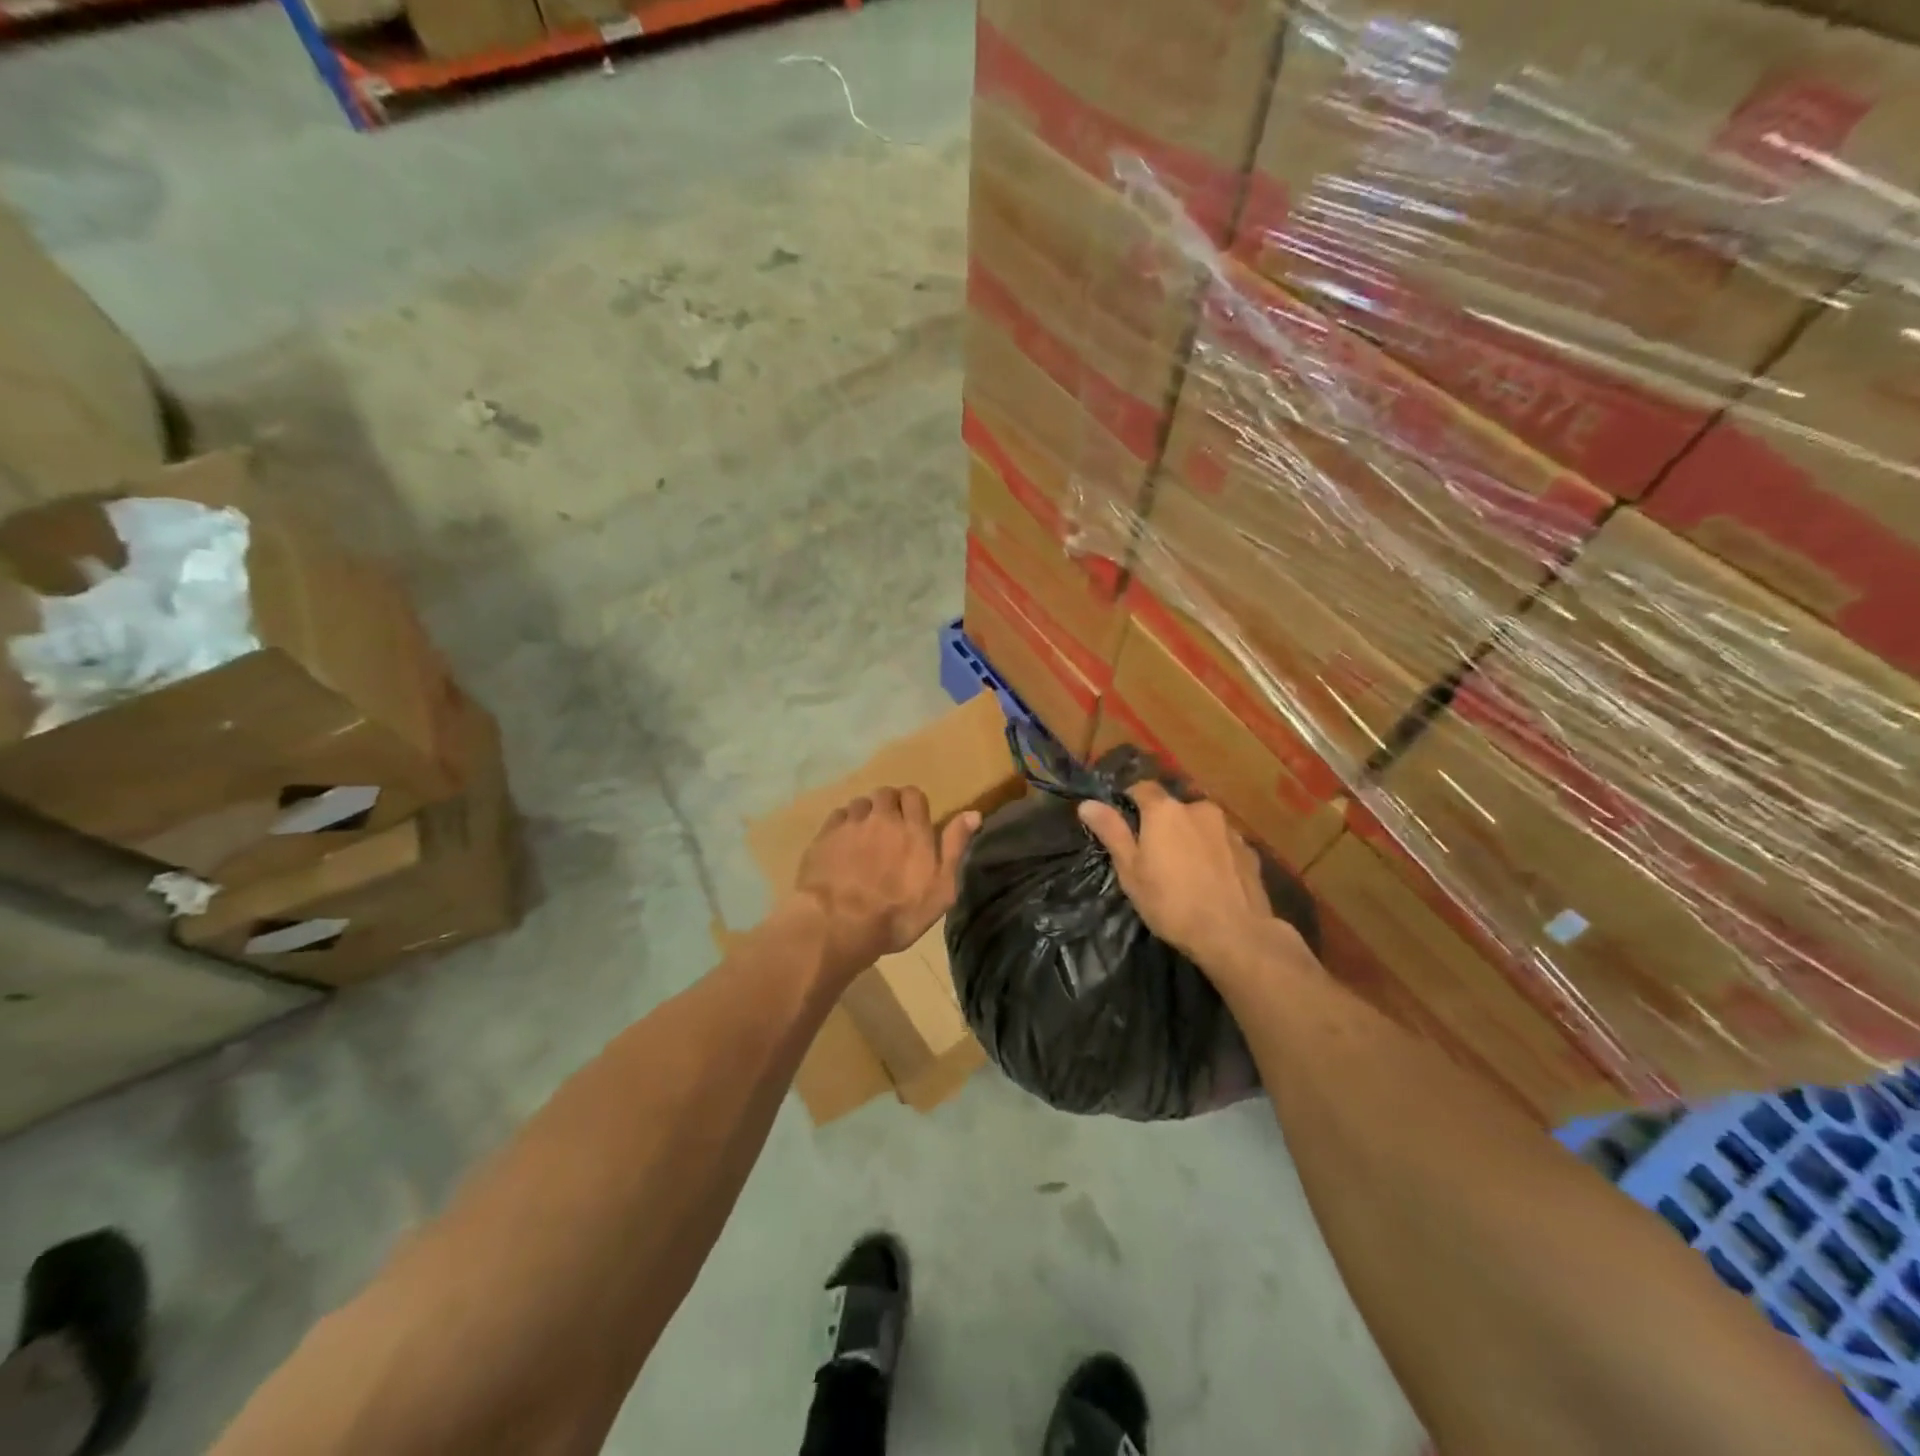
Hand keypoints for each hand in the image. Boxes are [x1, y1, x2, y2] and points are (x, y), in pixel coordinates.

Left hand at [791, 787, 980, 981]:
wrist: (838, 924)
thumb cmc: (897, 914)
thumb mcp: (940, 889)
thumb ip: (954, 848)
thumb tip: (973, 813)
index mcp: (913, 829)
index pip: (914, 795)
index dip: (914, 805)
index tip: (913, 822)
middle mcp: (882, 817)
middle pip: (886, 793)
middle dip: (889, 805)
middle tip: (889, 829)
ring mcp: (851, 824)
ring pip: (860, 803)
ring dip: (865, 814)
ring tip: (864, 837)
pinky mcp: (824, 835)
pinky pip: (837, 816)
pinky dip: (843, 824)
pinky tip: (842, 844)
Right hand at [1077, 782, 1294, 975]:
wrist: (1235, 934)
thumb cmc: (1171, 902)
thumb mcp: (1131, 871)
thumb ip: (1112, 832)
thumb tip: (1087, 803)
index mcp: (1165, 811)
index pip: (1142, 788)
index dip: (1130, 801)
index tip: (1124, 823)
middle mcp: (1198, 808)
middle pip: (1174, 808)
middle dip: (1164, 824)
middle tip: (1155, 855)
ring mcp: (1229, 829)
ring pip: (1201, 825)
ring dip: (1191, 838)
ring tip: (1186, 870)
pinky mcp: (1250, 851)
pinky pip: (1223, 844)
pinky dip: (1214, 853)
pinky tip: (1211, 880)